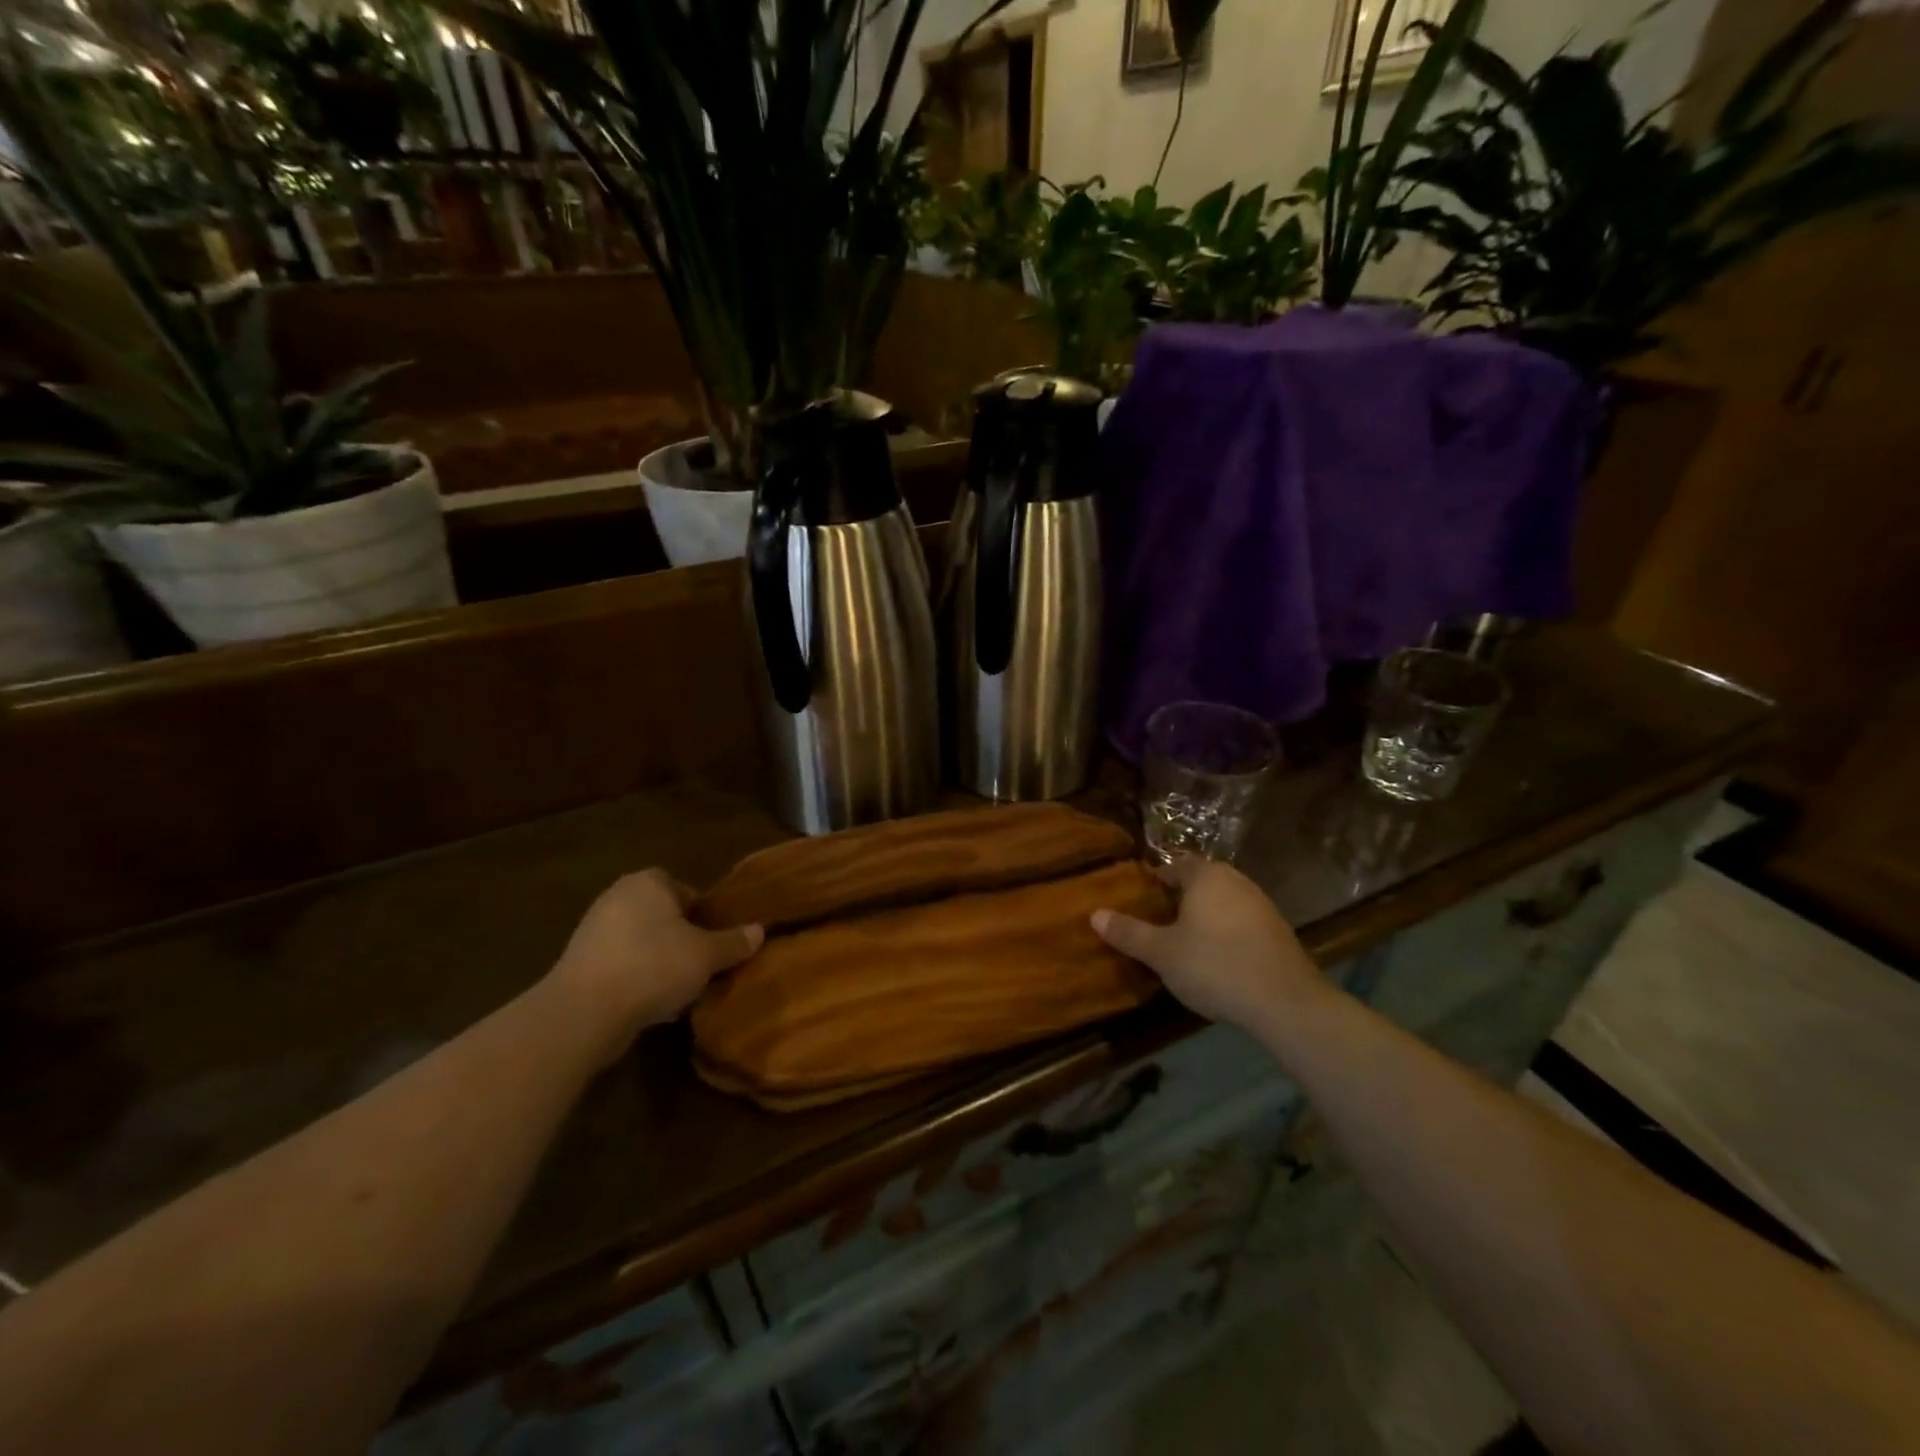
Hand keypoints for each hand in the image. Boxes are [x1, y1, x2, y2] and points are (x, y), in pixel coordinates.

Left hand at [548, 869, 762, 1059]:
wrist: (584, 1012)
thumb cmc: (653, 966)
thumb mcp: (706, 955)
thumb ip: (733, 942)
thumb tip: (759, 930)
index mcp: (649, 882)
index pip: (685, 889)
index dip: (703, 915)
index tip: (714, 941)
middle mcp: (618, 896)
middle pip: (662, 916)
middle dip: (680, 939)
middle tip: (700, 965)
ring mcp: (593, 930)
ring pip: (641, 942)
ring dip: (658, 962)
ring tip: (678, 990)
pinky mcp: (579, 963)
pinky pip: (620, 965)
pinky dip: (635, 979)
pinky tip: (650, 1005)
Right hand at [1092, 857, 1323, 1032]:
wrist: (1284, 1002)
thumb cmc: (1214, 966)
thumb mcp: (1162, 953)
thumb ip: (1129, 933)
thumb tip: (1094, 914)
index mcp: (1206, 876)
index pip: (1175, 865)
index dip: (1156, 880)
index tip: (1140, 900)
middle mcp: (1236, 881)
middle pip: (1201, 882)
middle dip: (1180, 899)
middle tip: (1157, 922)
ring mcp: (1262, 906)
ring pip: (1223, 903)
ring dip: (1205, 918)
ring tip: (1184, 944)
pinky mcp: (1279, 933)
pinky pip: (1242, 924)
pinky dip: (1227, 934)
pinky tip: (1217, 960)